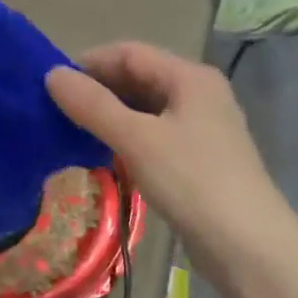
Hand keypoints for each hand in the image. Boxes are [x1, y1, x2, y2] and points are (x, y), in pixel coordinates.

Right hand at [47, 44, 291, 285]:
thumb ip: (93, 106)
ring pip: (148, 110)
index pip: (131, 53)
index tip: (50, 84)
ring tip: (72, 132)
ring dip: (111, 116)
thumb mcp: (137, 139)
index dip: (89, 63)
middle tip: (55, 111)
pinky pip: (156, 136)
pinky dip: (129, 139)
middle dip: (99, 90)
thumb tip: (52, 75)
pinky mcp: (200, 160)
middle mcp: (200, 94)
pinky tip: (105, 156)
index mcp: (191, 77)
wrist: (247, 244)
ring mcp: (203, 129)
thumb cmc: (191, 181)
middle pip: (141, 79)